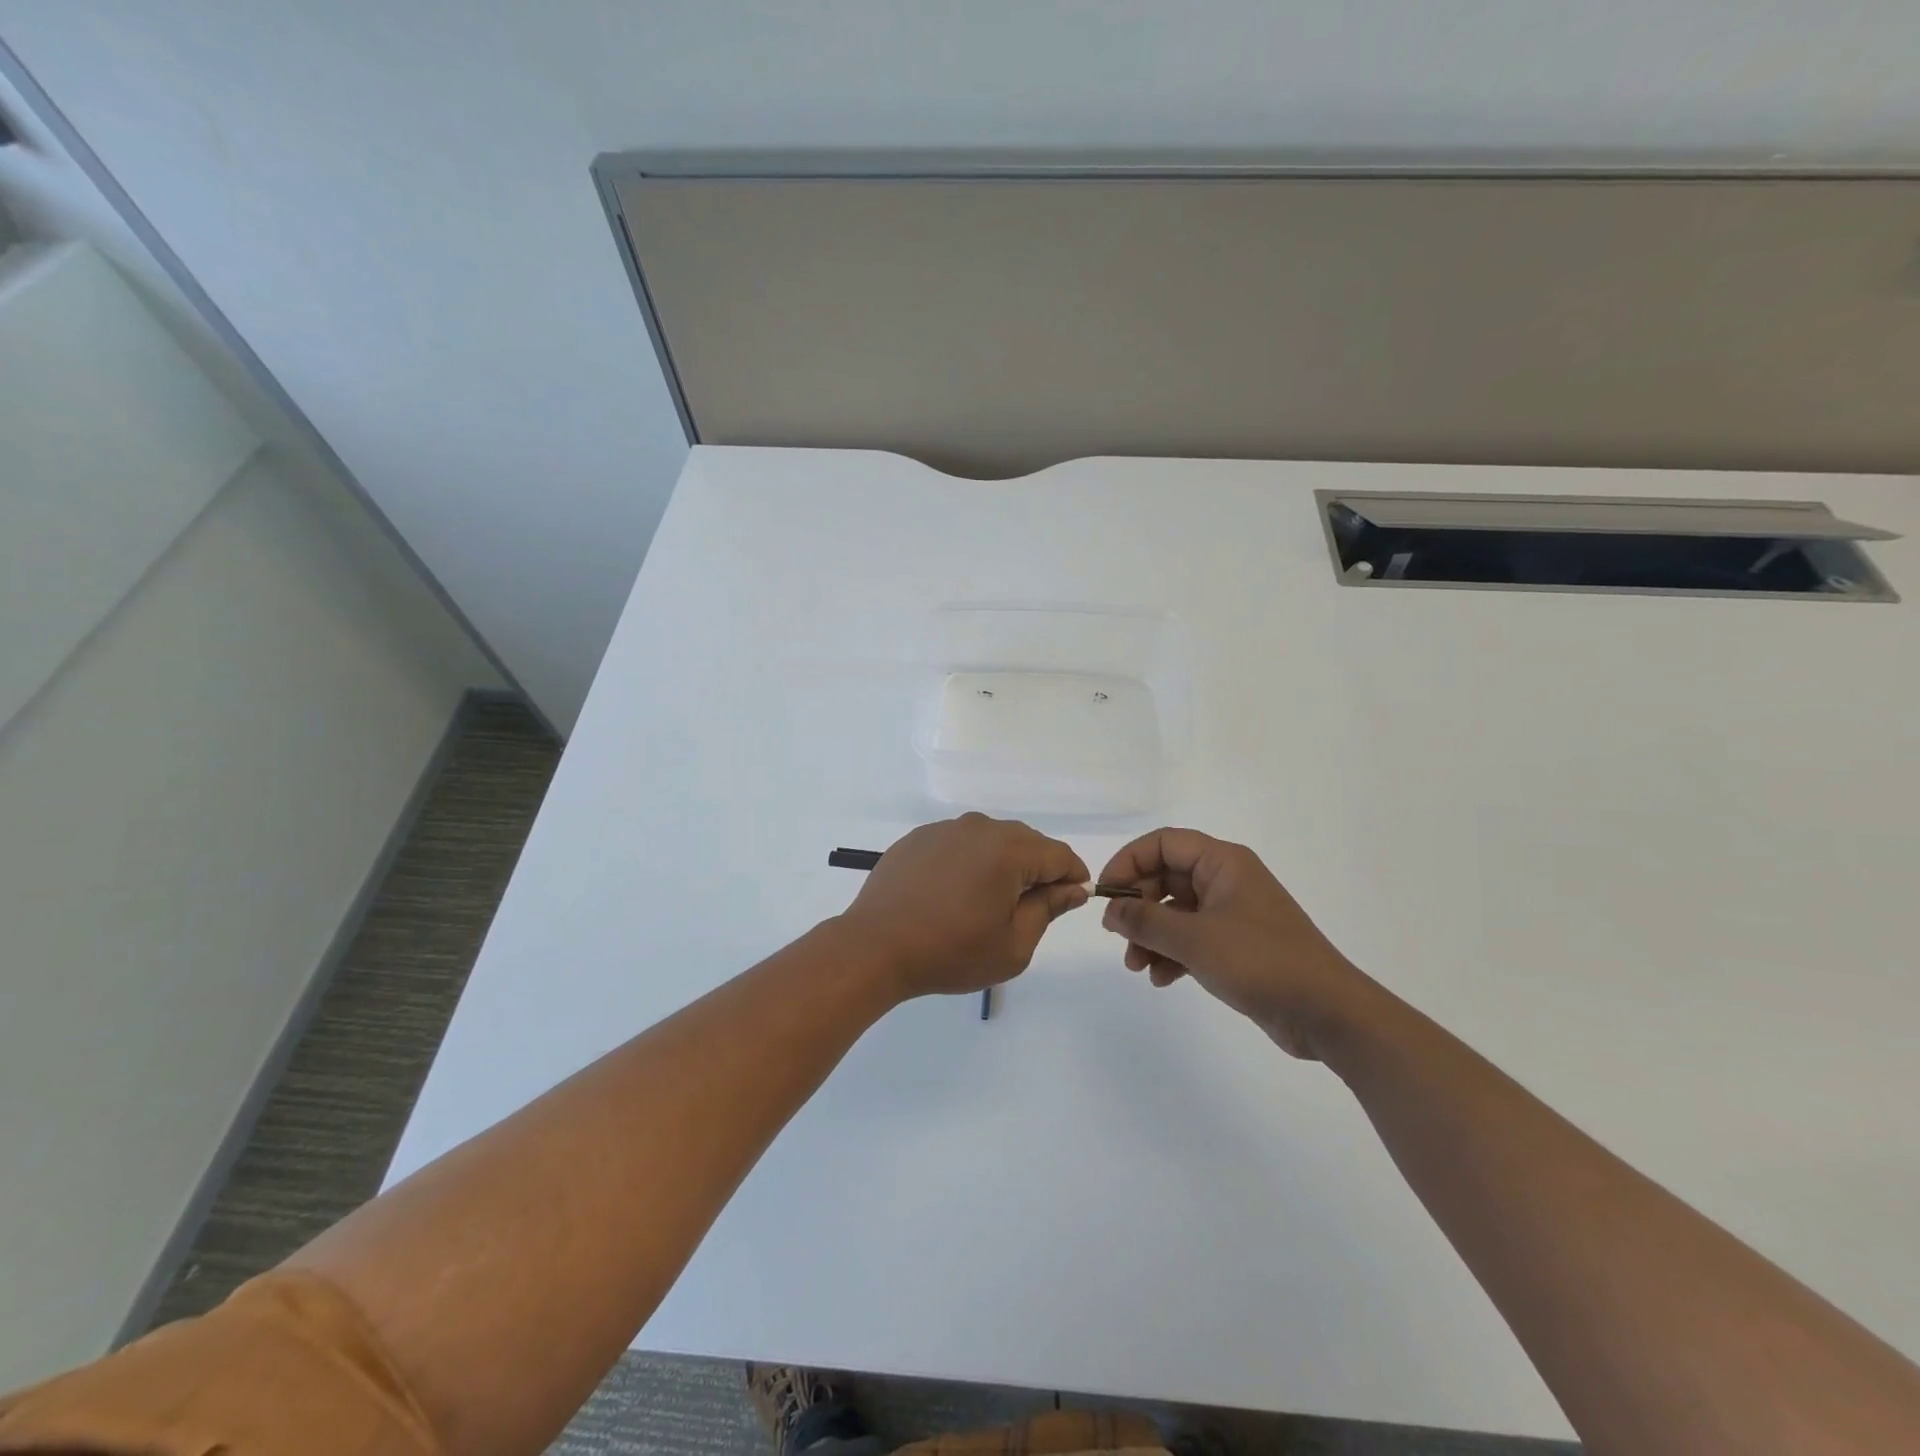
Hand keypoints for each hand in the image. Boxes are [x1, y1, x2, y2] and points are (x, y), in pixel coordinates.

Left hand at [838, 814, 1089, 999]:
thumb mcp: (1013, 944)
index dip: (1072, 877)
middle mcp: (979, 827)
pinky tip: (954, 893)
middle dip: (1037, 870)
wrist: (875, 947)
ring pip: (990, 840)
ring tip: (988, 902)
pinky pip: (958, 844)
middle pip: (1026, 842)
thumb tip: (1073, 888)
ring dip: (1001, 864)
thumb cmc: (951, 952)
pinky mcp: (918, 838)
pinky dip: (968, 862)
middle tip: (1030, 909)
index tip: (1072, 900)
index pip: (1059, 855)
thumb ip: (1048, 909)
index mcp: (1008, 849)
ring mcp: (944, 829)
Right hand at [1096, 828, 1379, 1059]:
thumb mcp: (1194, 939)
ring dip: (1150, 936)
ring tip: (1136, 967)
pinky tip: (1161, 979)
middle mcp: (1226, 880)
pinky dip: (1172, 954)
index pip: (1163, 843)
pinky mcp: (1237, 945)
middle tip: (1116, 935)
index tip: (1107, 893)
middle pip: (1166, 878)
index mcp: (1222, 862)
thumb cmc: (1260, 961)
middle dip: (1138, 907)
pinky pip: (1192, 938)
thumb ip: (1146, 921)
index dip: (1129, 862)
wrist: (1327, 1011)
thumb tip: (1111, 909)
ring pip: (1175, 912)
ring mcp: (1233, 913)